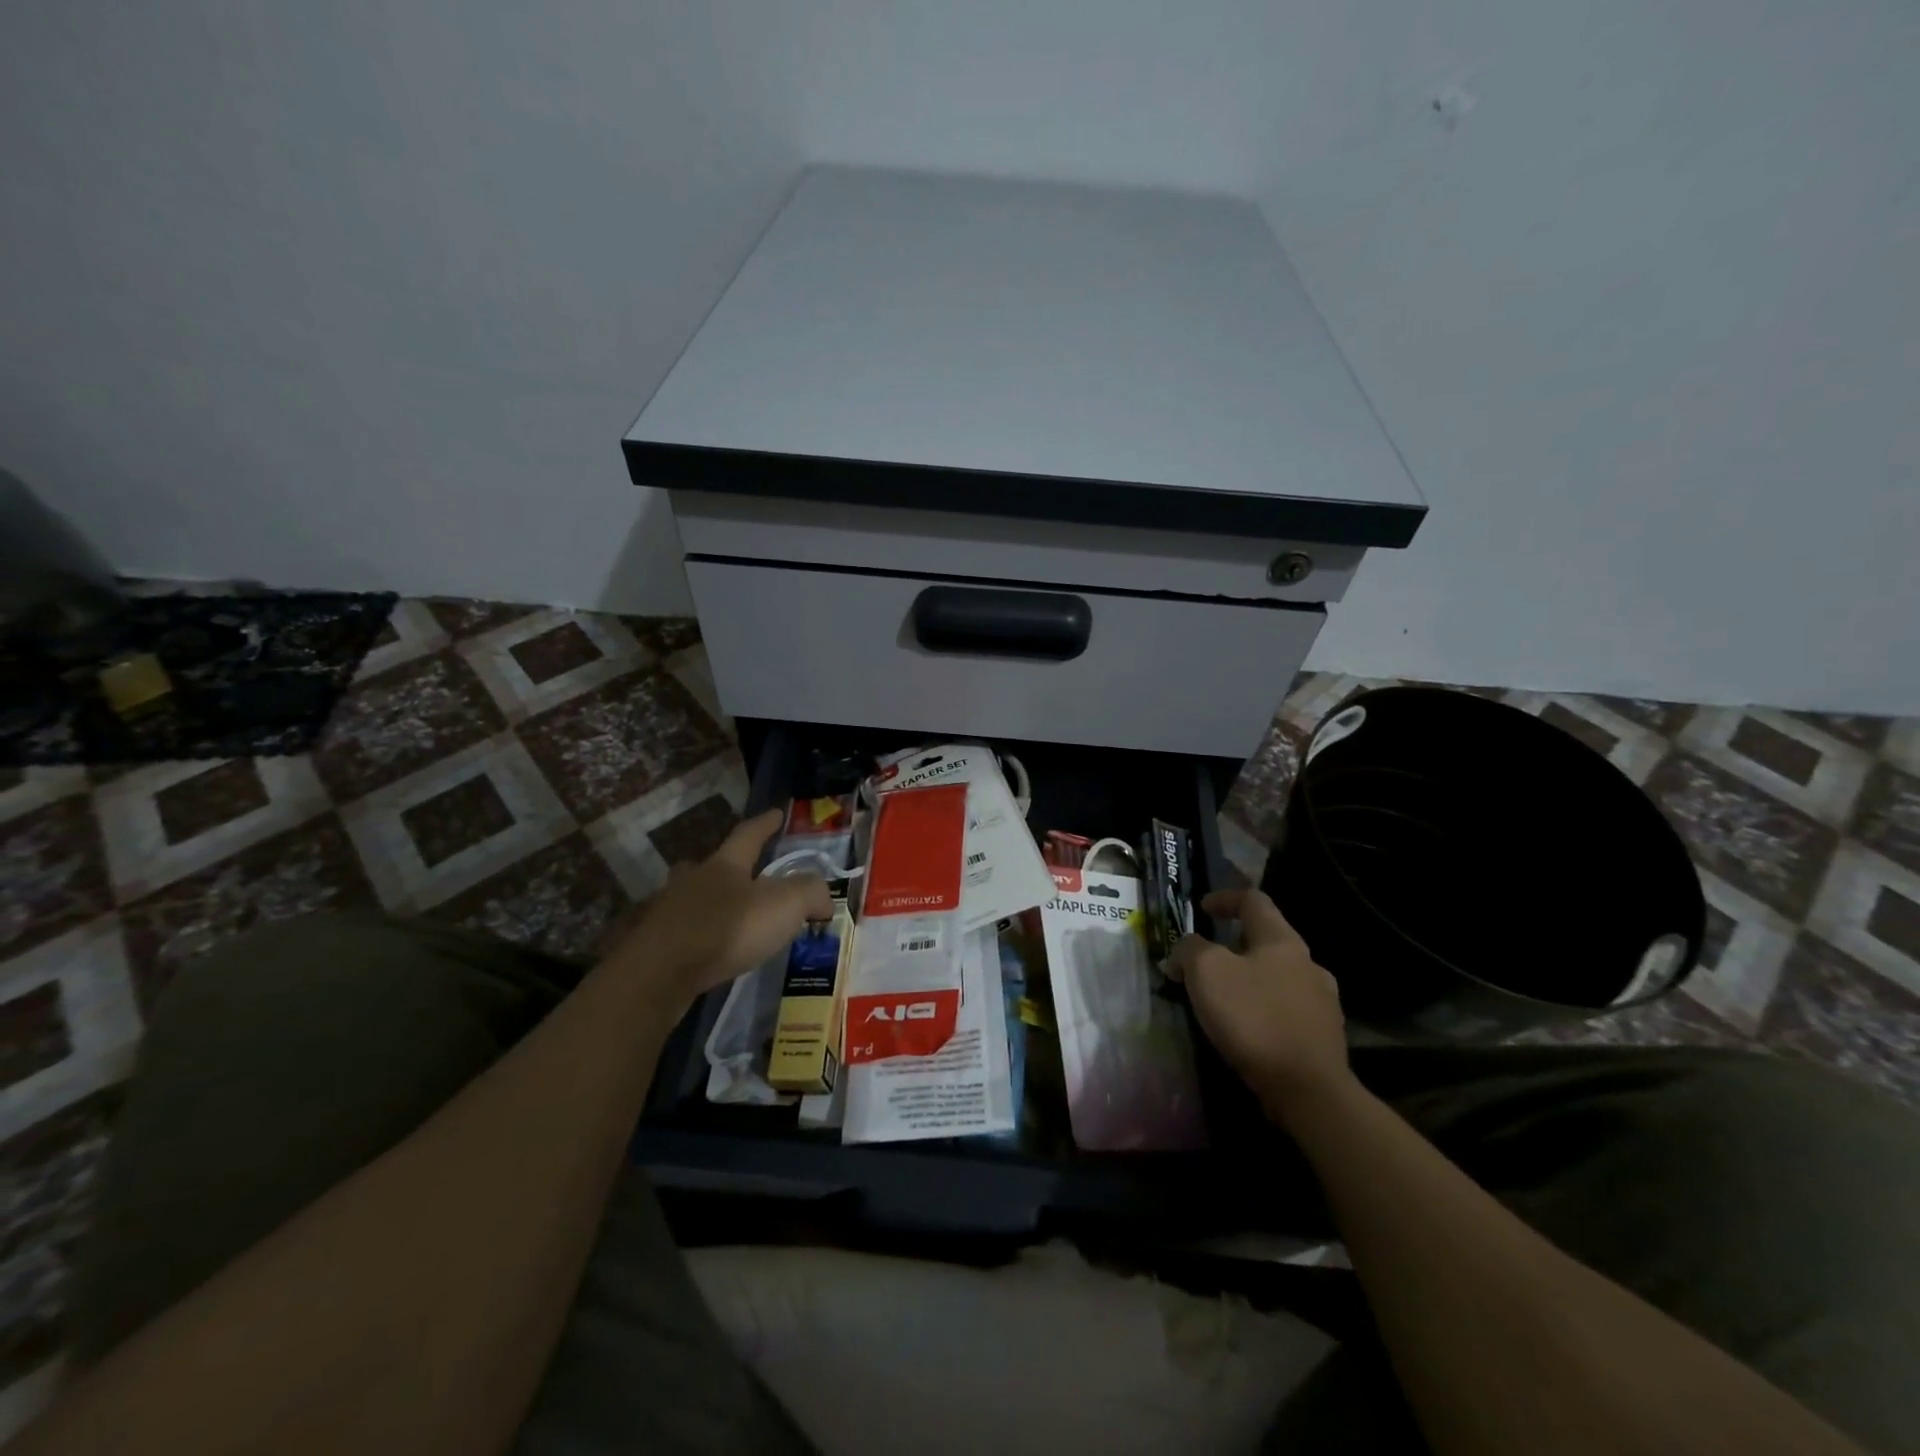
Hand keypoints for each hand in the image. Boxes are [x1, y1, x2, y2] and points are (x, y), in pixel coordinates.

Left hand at [609, 809, 832, 1001]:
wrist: (661, 973)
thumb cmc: (728, 928)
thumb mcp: (785, 905)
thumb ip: (810, 893)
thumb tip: (825, 899)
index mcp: (725, 865)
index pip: (749, 834)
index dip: (765, 824)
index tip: (776, 813)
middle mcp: (693, 880)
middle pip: (710, 865)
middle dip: (726, 867)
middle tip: (740, 874)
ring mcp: (668, 912)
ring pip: (691, 898)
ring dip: (708, 903)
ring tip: (726, 917)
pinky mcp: (654, 945)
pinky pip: (681, 932)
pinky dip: (696, 935)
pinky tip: (707, 949)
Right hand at [1165, 888, 1351, 1122]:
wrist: (1309, 1089)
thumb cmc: (1254, 1018)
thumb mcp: (1206, 973)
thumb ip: (1189, 950)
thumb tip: (1182, 952)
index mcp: (1282, 940)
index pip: (1254, 900)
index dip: (1225, 898)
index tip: (1202, 909)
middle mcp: (1308, 963)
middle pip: (1268, 938)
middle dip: (1236, 943)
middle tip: (1208, 958)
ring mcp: (1322, 1001)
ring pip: (1279, 975)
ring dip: (1251, 978)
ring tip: (1225, 997)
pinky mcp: (1325, 1036)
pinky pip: (1287, 1009)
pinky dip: (1264, 1008)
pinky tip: (1249, 1029)